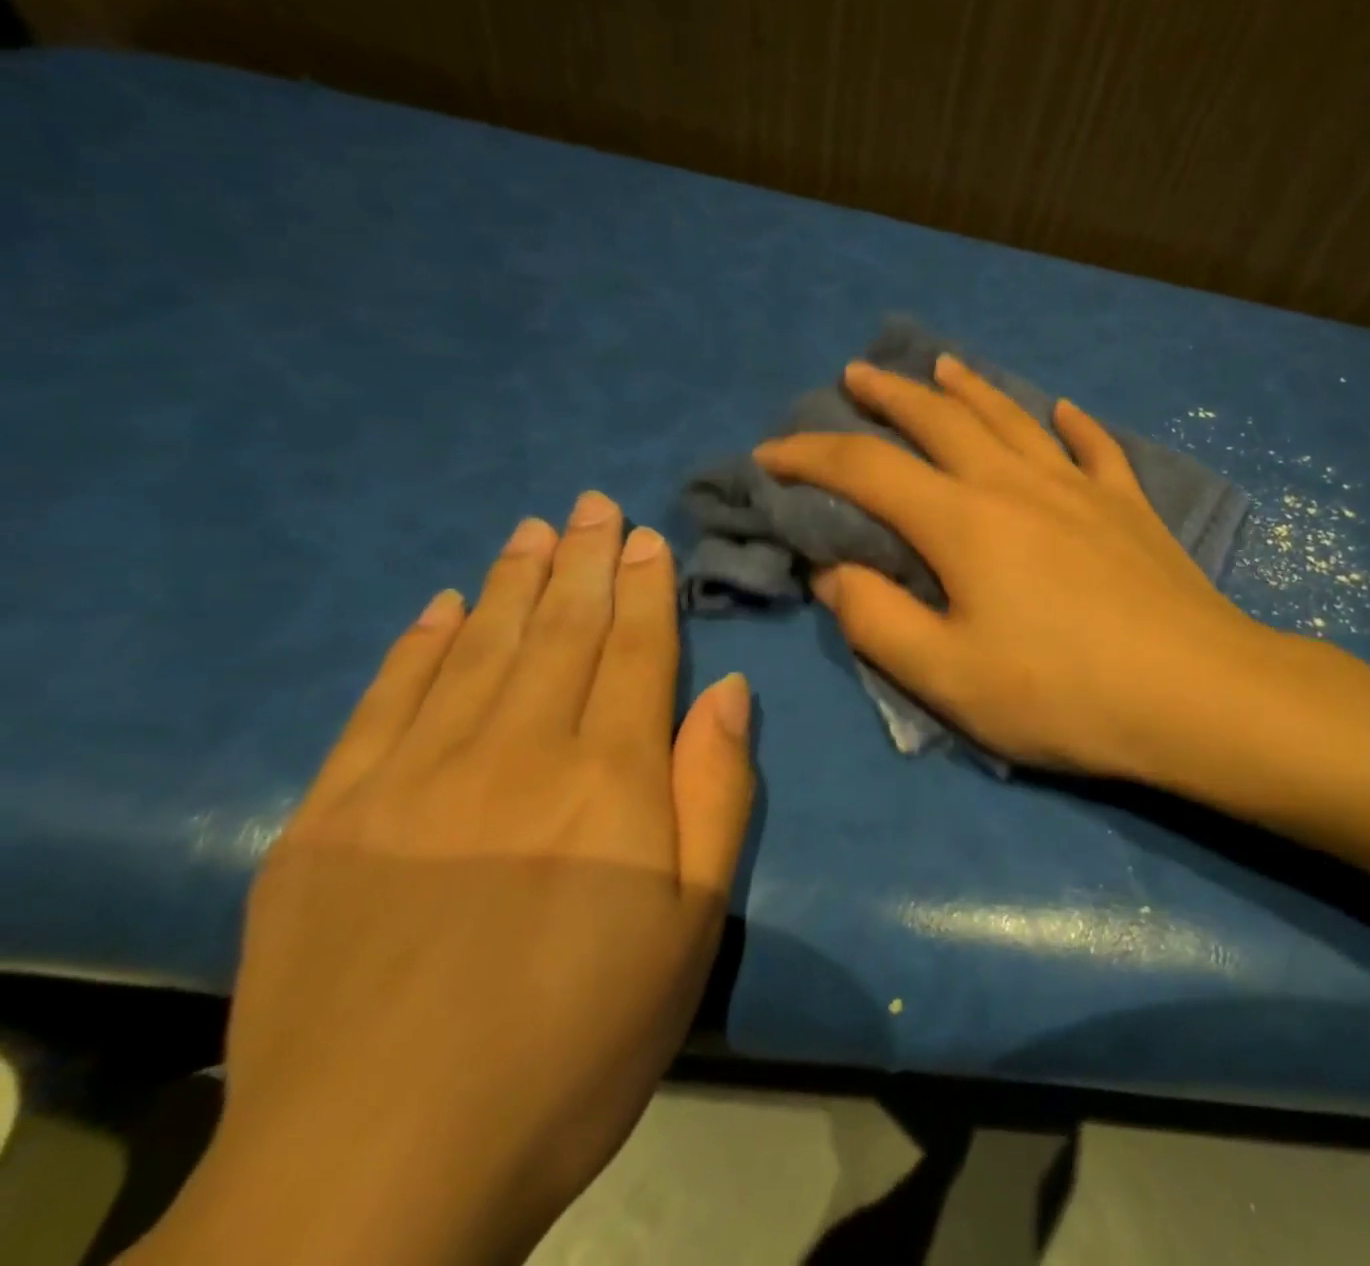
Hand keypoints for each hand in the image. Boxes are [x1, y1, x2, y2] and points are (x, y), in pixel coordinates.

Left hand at [129, 493, 752, 1265]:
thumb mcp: (690, 926)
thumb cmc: (575, 1044)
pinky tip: (442, 608)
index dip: (644, 588)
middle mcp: (514, 752)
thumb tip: (727, 690)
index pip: (635, 651)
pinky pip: (385, 704)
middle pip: (560, 633)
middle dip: (583, 561)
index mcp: (607, 779)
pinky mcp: (329, 819)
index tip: (644, 535)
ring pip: (479, 649)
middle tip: (590, 504)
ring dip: (513, 583)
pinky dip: (419, 647)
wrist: (373, 1178)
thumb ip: (716, 794)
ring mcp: (412, 780)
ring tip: (533, 530)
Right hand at [753, 355, 1262, 782]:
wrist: (1196, 694)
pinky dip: (1072, 425)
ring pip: (1012, 419)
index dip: (810, 454)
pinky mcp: (1129, 507)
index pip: (867, 469)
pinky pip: (1095, 448)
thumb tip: (832, 572)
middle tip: (856, 375)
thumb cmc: (1063, 694)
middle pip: (940, 420)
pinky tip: (1062, 410)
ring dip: (969, 389)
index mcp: (963, 522)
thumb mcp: (948, 676)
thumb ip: (877, 620)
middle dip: (889, 395)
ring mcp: (1080, 488)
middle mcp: (1016, 484)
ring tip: (942, 366)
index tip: (769, 452)